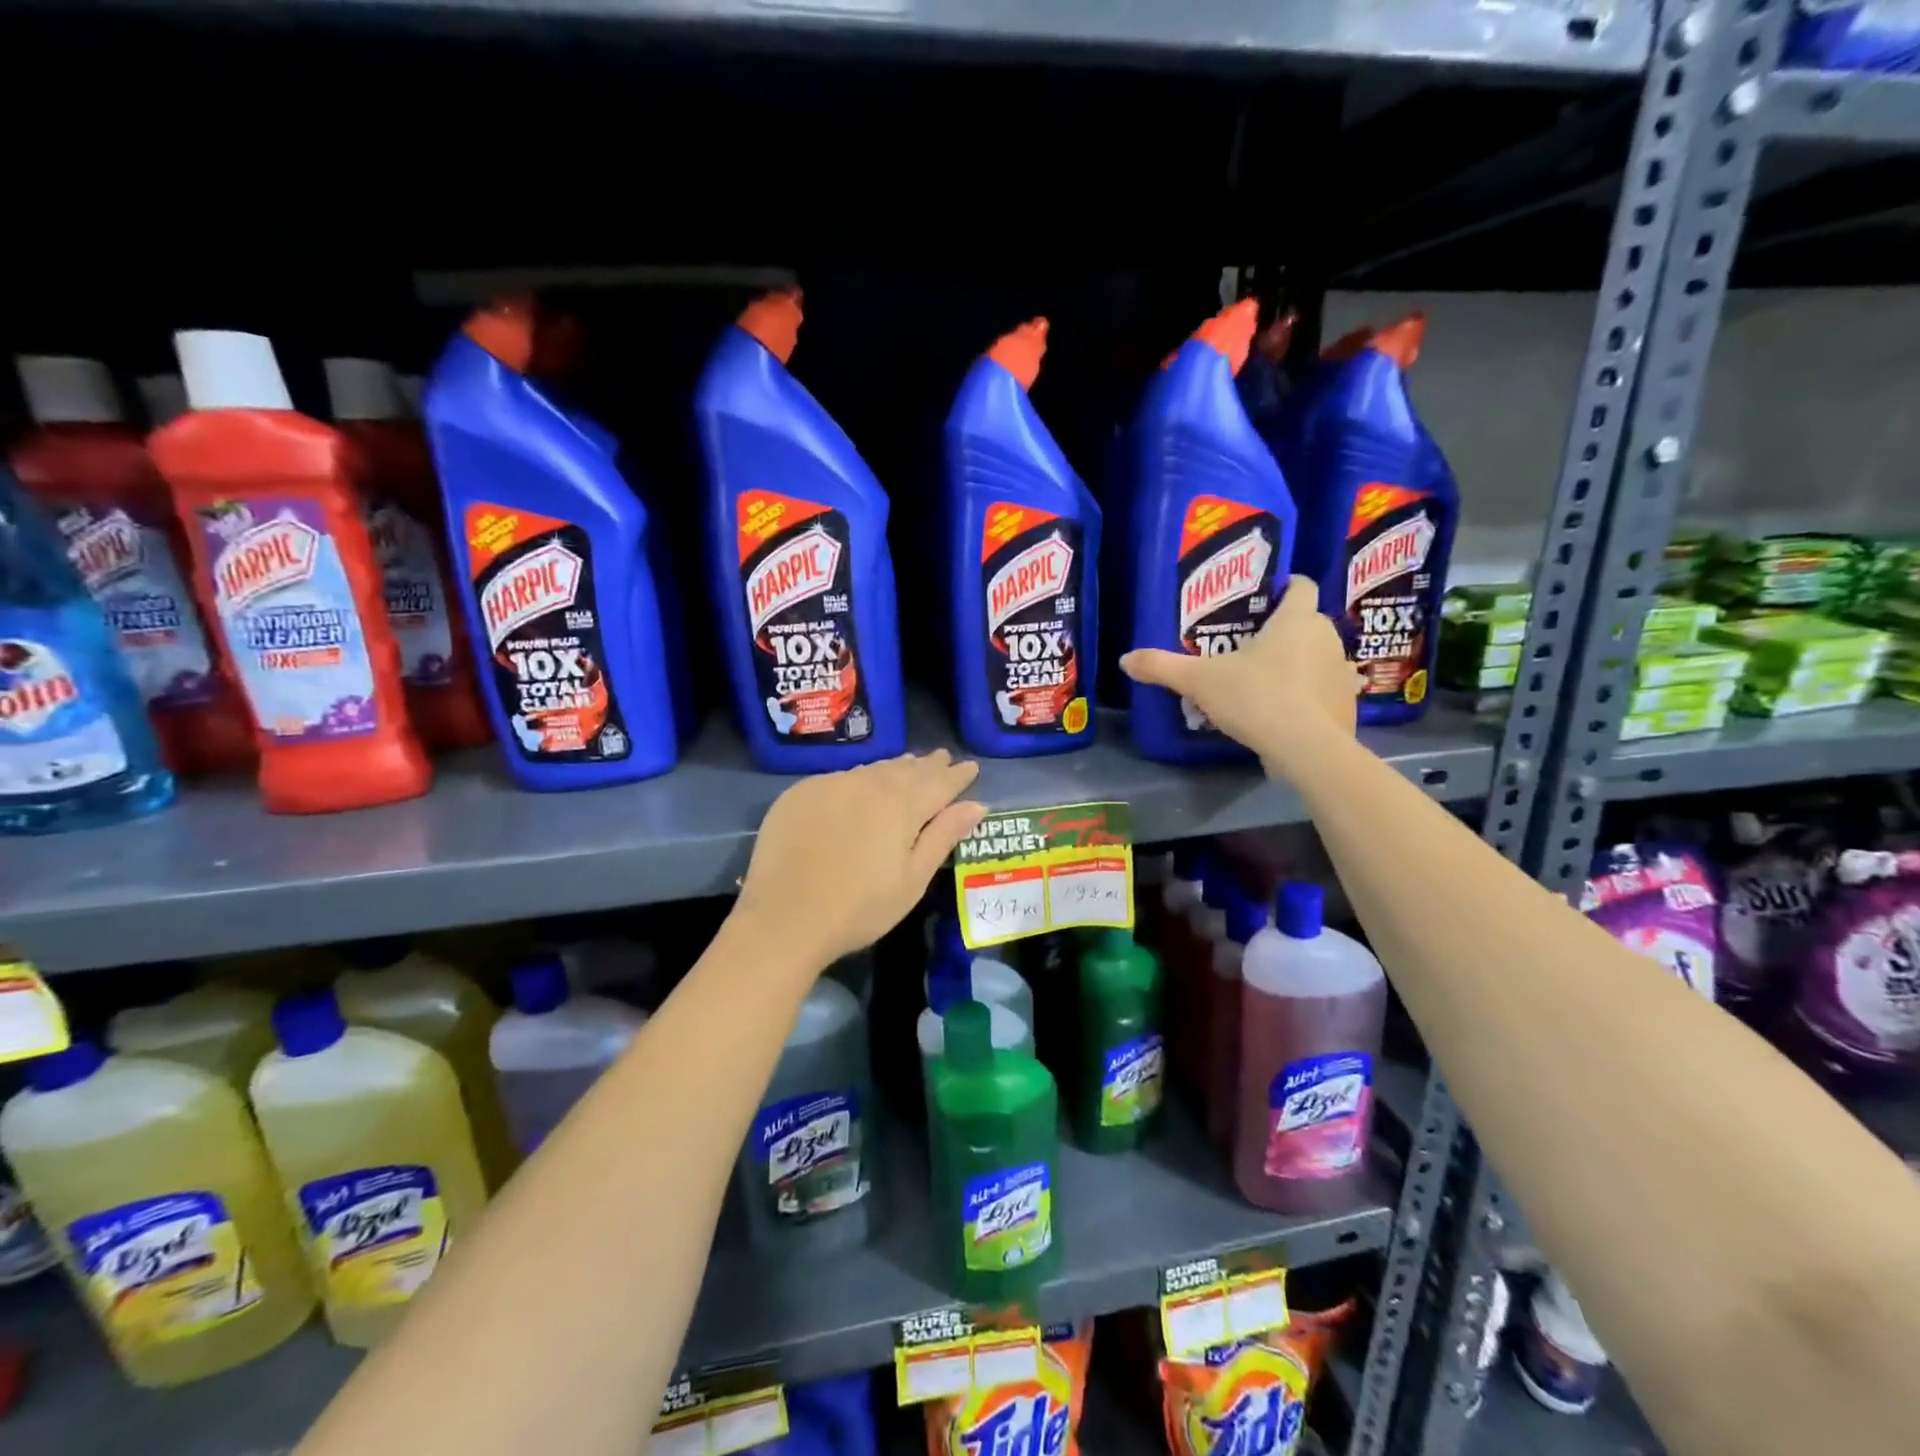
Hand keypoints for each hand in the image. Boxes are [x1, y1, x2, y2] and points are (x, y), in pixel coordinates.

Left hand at [737, 750, 985, 969]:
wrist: (783, 918)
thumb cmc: (859, 908)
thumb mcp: (912, 879)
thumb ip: (943, 836)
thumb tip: (976, 804)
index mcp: (902, 806)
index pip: (939, 783)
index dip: (957, 776)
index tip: (971, 767)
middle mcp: (868, 784)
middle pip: (906, 769)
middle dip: (928, 765)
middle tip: (942, 758)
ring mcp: (831, 785)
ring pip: (873, 769)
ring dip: (896, 767)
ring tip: (910, 764)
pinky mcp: (801, 793)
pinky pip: (842, 777)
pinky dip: (861, 778)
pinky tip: (862, 785)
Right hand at [1120, 575, 1360, 776]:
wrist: (1307, 749)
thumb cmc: (1256, 698)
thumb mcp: (1199, 681)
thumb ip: (1163, 666)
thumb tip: (1125, 659)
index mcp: (1295, 620)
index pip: (1301, 586)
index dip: (1285, 586)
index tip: (1266, 596)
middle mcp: (1326, 638)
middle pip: (1308, 622)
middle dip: (1286, 629)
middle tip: (1252, 644)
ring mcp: (1340, 672)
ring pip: (1321, 656)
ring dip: (1302, 662)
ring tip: (1270, 678)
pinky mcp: (1347, 705)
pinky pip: (1328, 690)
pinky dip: (1312, 695)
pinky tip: (1290, 710)